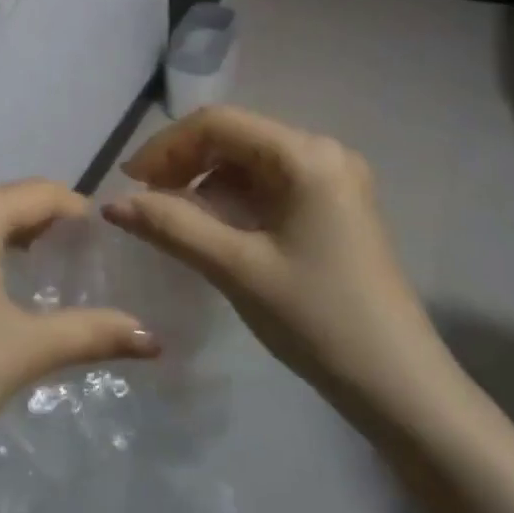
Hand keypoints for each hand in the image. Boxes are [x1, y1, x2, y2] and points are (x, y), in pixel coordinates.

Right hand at [104, 106, 454, 424]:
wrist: (401, 388)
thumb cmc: (318, 320)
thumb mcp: (236, 268)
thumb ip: (171, 225)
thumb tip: (112, 204)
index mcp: (306, 155)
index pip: (219, 124)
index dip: (166, 146)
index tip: (130, 182)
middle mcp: (323, 152)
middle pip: (235, 137)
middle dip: (184, 162)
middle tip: (145, 199)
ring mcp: (333, 179)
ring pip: (249, 161)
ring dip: (205, 180)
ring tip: (172, 216)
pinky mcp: (334, 206)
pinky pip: (269, 184)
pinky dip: (232, 198)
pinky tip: (211, 226)